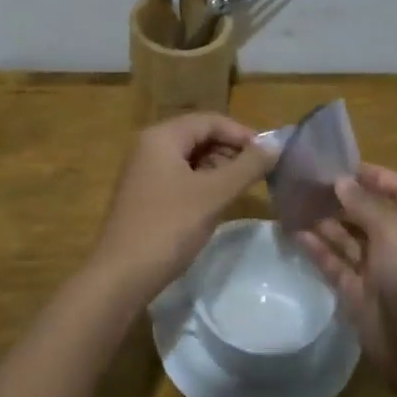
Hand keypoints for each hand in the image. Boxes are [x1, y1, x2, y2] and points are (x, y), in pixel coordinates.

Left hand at [92, 113, 277, 300]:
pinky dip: (202, 184)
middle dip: (231, 150)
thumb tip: (276, 144)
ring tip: (244, 188)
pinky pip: (179, 177)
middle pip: (199, 136)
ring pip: (190, 158)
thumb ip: (247, 166)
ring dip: (219, 168)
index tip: (270, 155)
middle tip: (260, 173)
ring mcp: (144, 172)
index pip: (210, 120)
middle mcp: (149, 146)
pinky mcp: (144, 195)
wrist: (120, 276)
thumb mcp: (213, 195)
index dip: (242, 134)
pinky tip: (217, 203)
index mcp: (161, 137)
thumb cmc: (168, 227)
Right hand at [297, 164, 396, 383]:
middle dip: (344, 199)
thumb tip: (342, 181)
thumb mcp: (393, 233)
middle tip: (311, 185)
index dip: (377, 176)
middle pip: (370, 214)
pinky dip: (318, 249)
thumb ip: (366, 205)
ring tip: (298, 204)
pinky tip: (296, 234)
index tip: (344, 166)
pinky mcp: (357, 293)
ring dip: (327, 222)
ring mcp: (377, 271)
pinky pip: (335, 264)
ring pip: (349, 239)